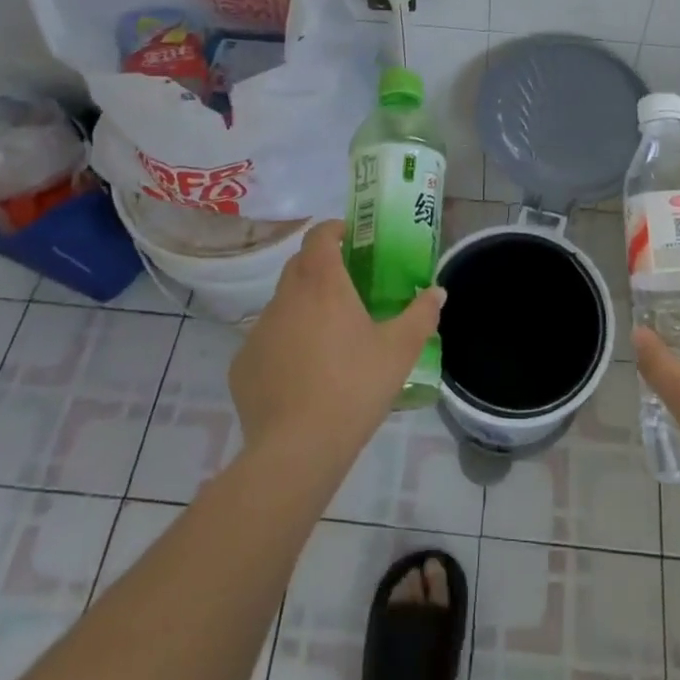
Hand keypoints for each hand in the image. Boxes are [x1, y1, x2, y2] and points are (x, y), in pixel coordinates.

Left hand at [229, 220, 444, 466]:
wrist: (297, 450)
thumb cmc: (354, 387)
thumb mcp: (400, 351)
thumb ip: (421, 315)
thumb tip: (437, 292)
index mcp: (323, 284)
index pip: (319, 236)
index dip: (334, 230)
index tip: (351, 238)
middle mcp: (285, 297)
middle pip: (299, 265)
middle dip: (320, 265)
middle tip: (347, 285)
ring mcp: (259, 330)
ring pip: (282, 304)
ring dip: (302, 307)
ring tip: (326, 337)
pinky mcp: (242, 364)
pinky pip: (266, 341)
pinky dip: (283, 345)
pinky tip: (301, 375)